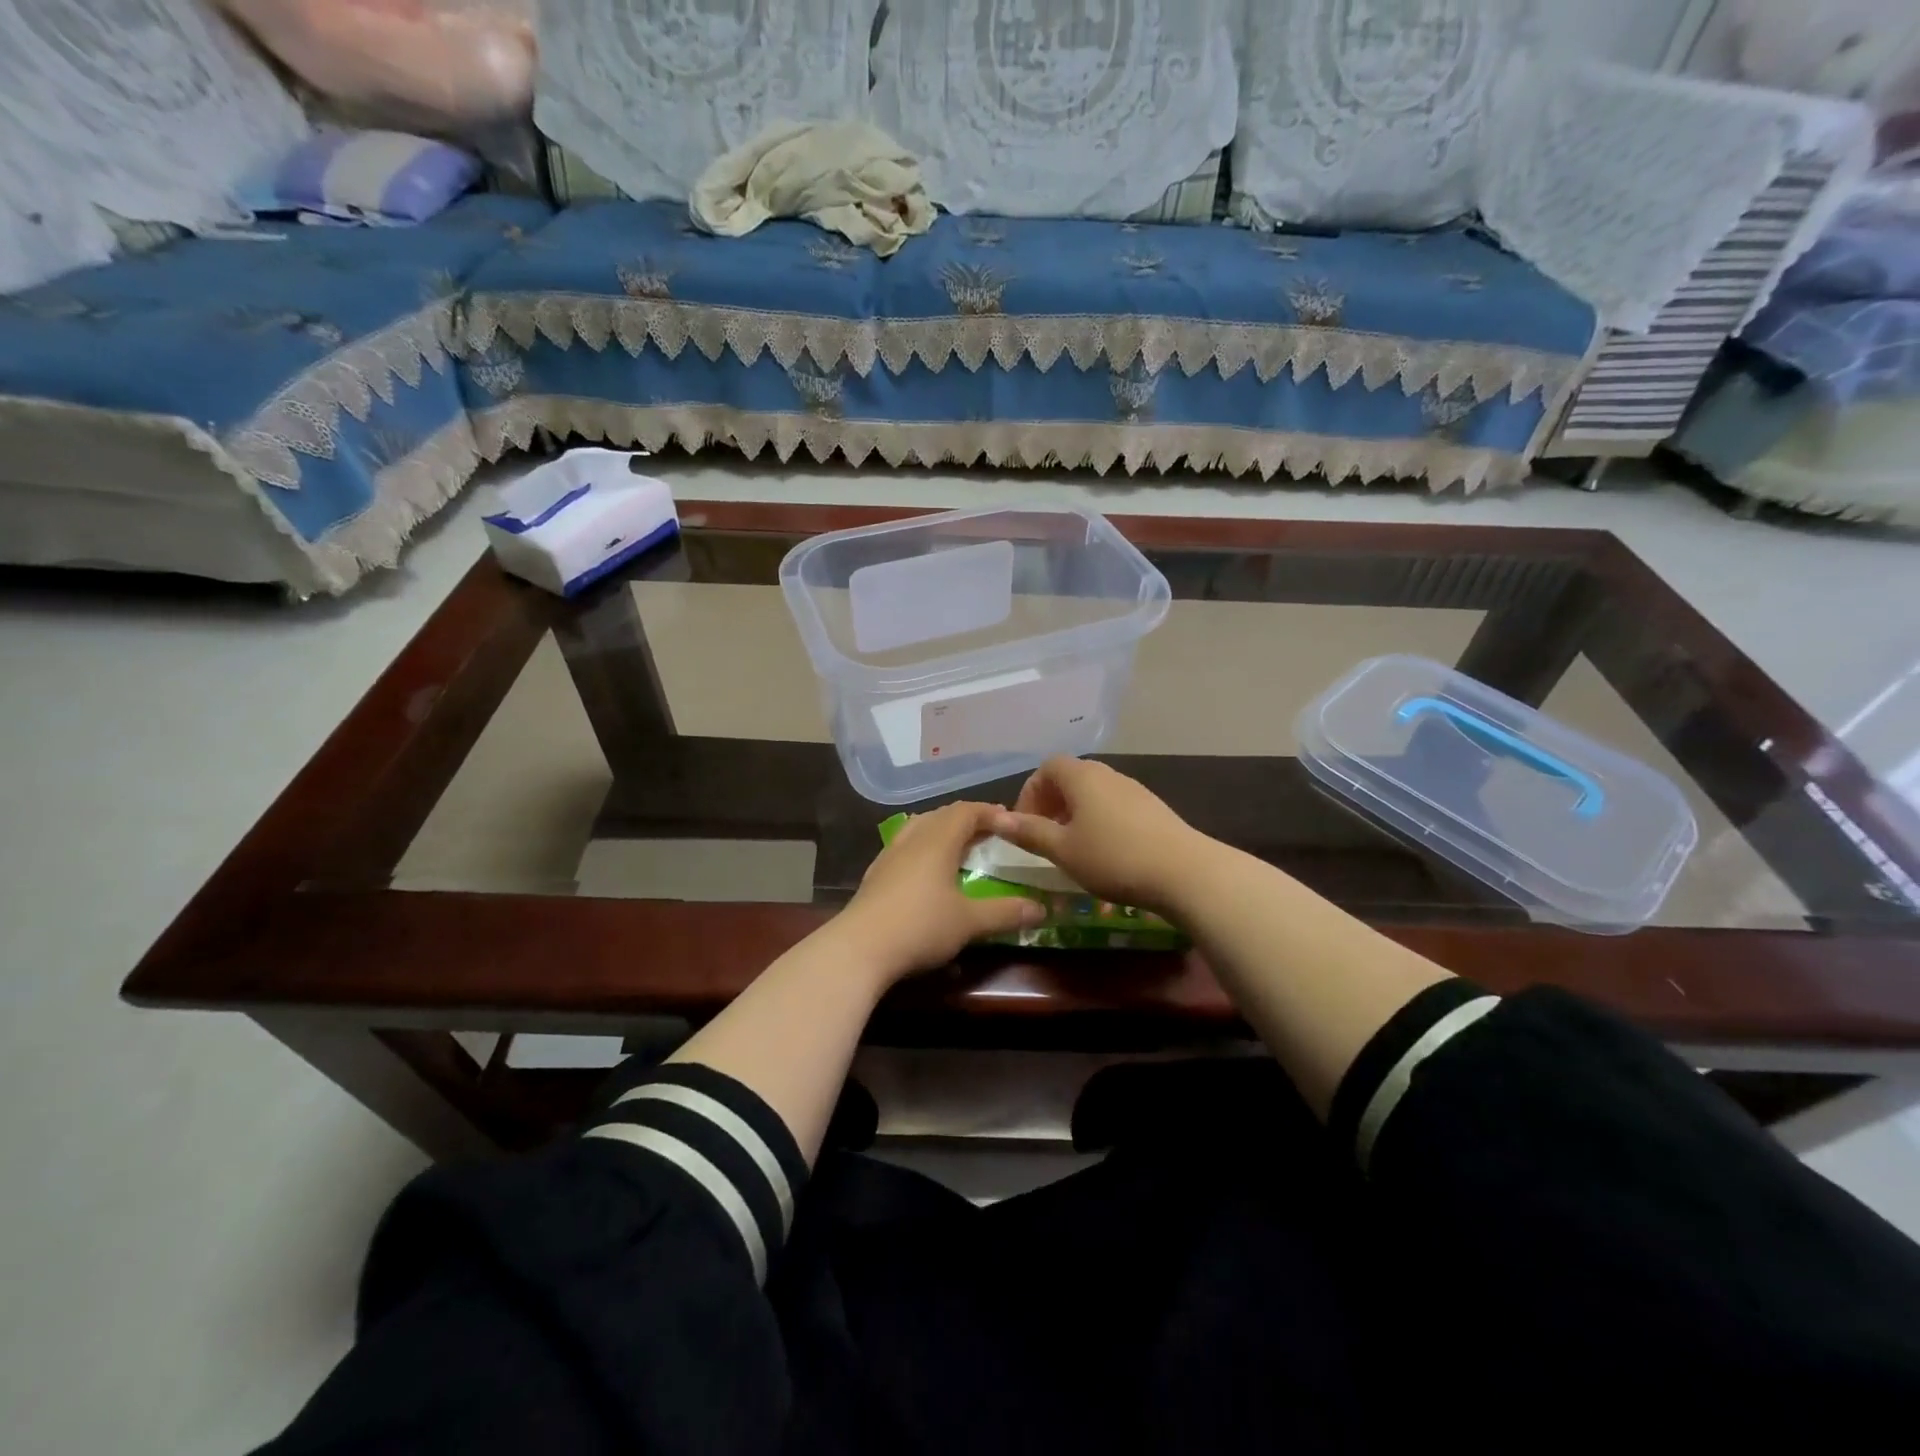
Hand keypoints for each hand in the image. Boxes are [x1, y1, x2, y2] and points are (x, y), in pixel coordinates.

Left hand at [835, 801, 1045, 984]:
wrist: (859, 948)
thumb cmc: (920, 926)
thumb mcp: (969, 922)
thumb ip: (1006, 912)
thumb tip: (1042, 909)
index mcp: (938, 840)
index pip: (967, 811)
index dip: (990, 812)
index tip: (1012, 822)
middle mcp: (913, 838)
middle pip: (942, 815)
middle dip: (968, 819)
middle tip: (991, 833)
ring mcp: (890, 854)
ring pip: (920, 828)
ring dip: (943, 831)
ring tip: (961, 847)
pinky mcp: (876, 874)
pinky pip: (906, 846)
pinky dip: (924, 848)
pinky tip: (928, 871)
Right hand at [992, 757, 1205, 915]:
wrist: (1185, 872)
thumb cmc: (1113, 857)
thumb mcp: (1063, 849)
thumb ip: (1029, 832)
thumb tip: (998, 819)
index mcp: (1081, 776)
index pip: (1046, 768)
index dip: (1030, 793)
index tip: (1024, 825)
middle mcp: (1107, 774)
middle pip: (1070, 778)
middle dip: (1051, 804)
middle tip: (1043, 837)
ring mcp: (1134, 789)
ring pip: (1093, 793)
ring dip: (1075, 814)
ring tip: (1071, 848)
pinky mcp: (1153, 808)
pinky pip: (1114, 806)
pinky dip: (1098, 821)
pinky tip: (1104, 852)